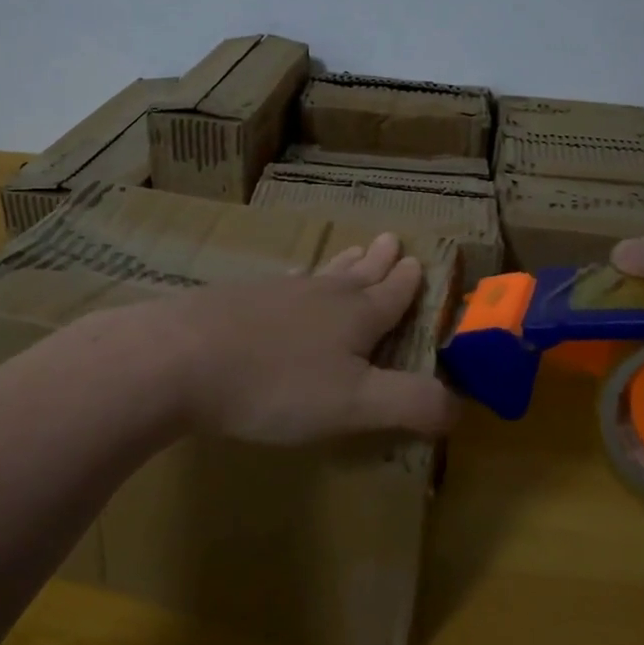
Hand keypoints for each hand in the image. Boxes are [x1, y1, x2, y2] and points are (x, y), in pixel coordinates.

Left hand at [161, 232, 459, 444]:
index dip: (408, 282)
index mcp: (355, 317)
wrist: (181, 359)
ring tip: (353, 251)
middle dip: (379, 262)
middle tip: (391, 238)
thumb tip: (462, 406)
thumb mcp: (355, 404)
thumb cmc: (277, 385)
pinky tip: (288, 280)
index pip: (392, 295)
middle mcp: (320, 295)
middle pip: (357, 275)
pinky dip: (297, 279)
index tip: (418, 260)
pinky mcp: (238, 300)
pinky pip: (282, 283)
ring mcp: (276, 293)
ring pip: (320, 274)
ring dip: (342, 264)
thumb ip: (411, 403)